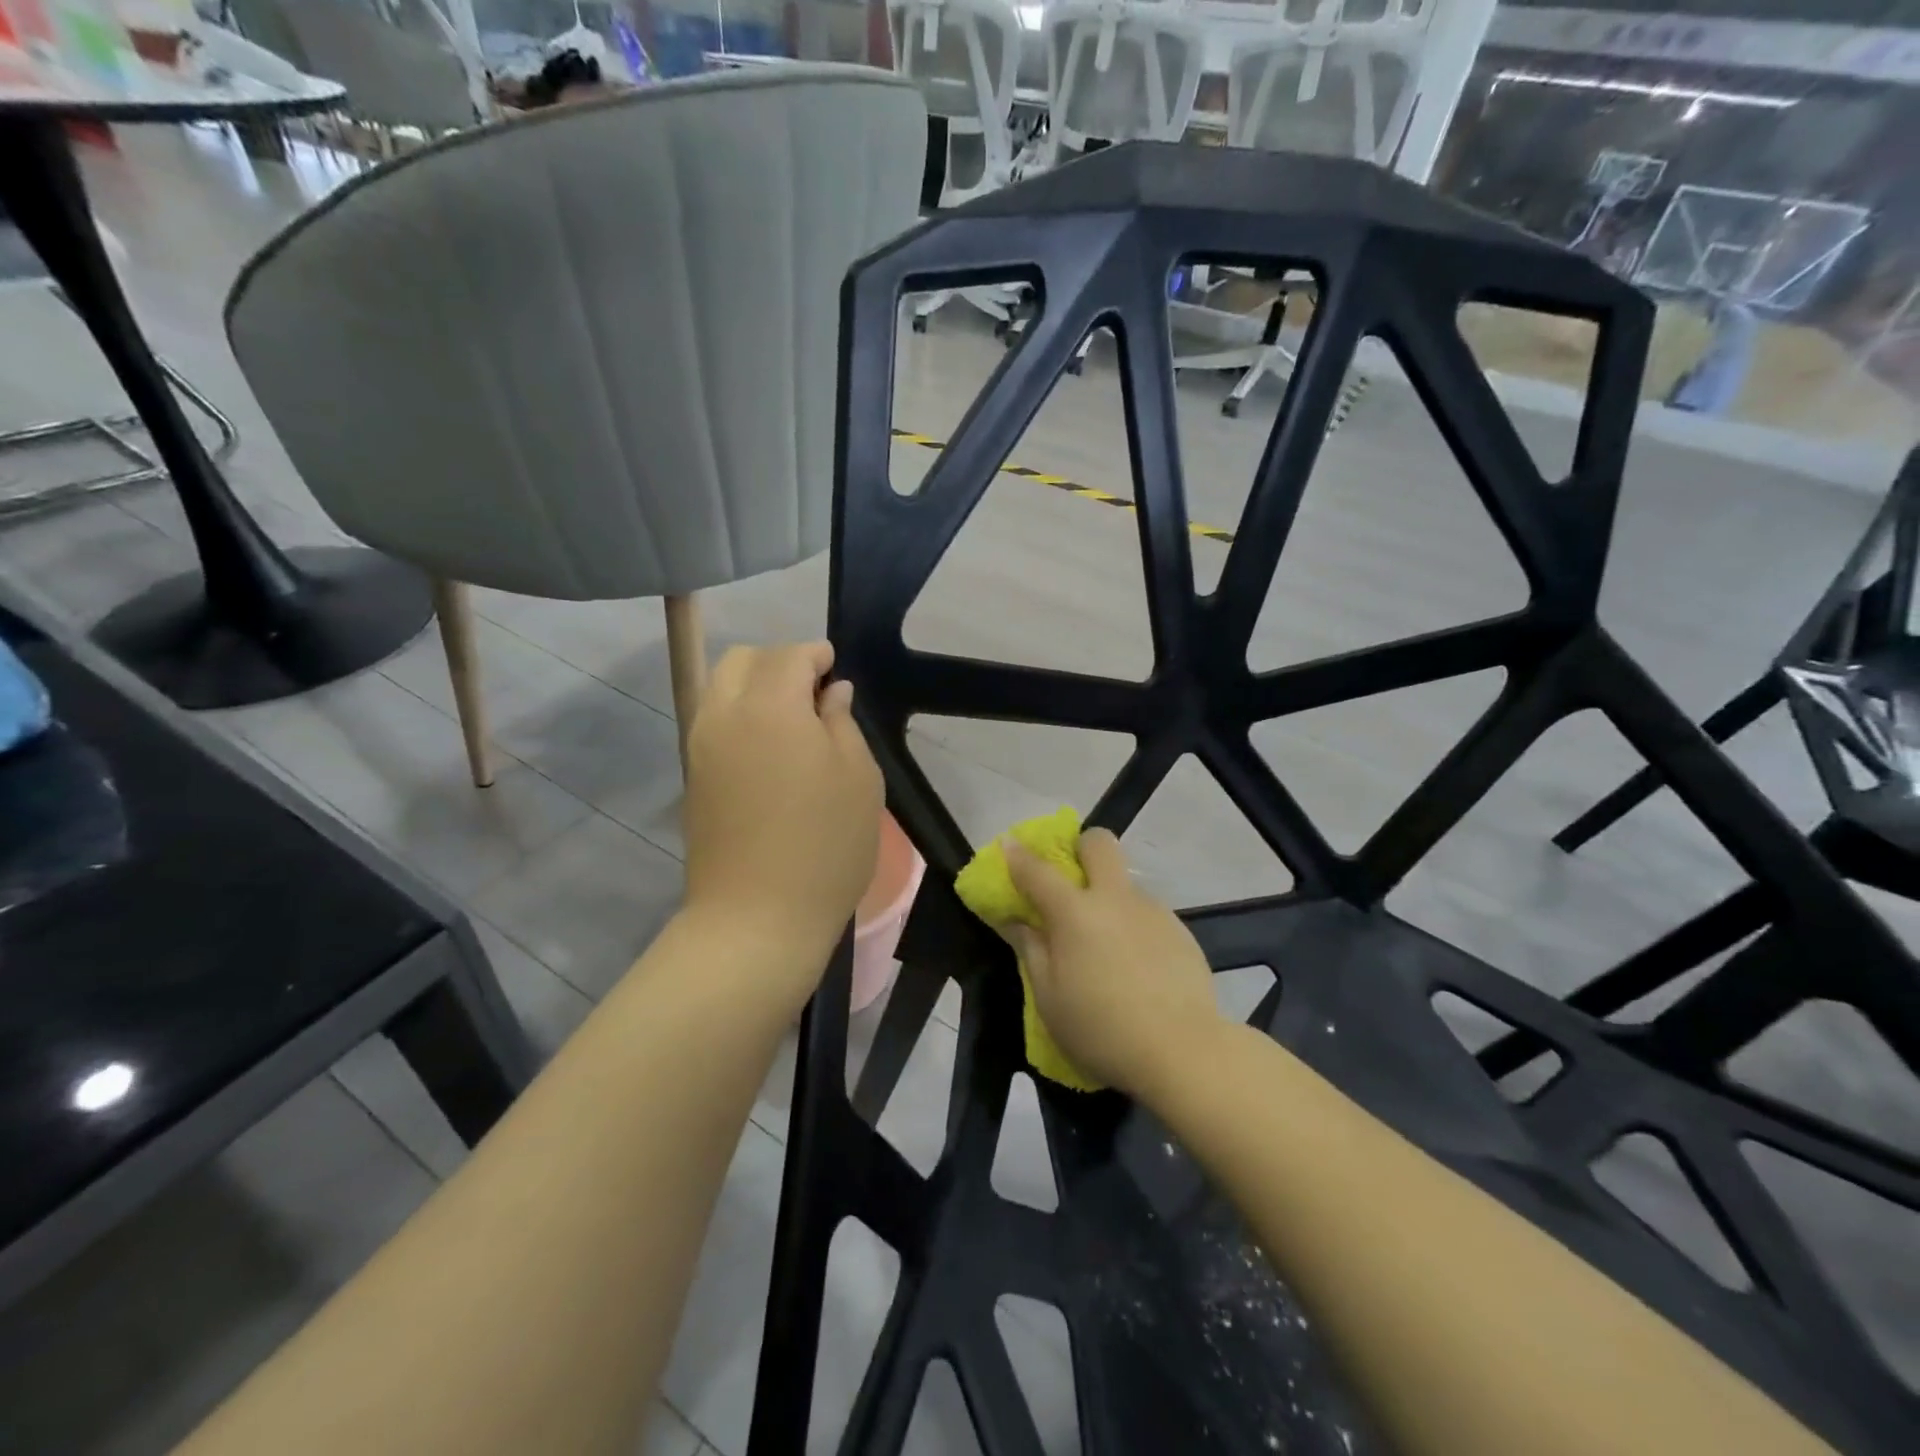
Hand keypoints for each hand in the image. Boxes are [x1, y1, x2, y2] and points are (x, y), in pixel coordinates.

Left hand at [681, 643, 882, 981]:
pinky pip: (713, 722)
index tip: (835, 667)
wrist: (756, 918)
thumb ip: (842, 722)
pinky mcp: (693, 777)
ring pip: (720, 688)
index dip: (816, 654)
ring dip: (755, 688)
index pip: (789, 655)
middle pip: (742, 660)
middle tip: (814, 695)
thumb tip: (831, 693)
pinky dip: (739, 715)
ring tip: (793, 722)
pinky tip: (769, 749)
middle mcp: (724, 714)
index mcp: (770, 706)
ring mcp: (700, 746)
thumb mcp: (858, 778)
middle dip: (779, 664)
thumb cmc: (824, 845)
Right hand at [1003, 829, 1221, 1099]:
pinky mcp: (1181, 931)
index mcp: (1075, 912)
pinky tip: (1137, 967)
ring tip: (1106, 946)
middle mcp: (1115, 898)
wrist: (1183, 1051)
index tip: (1009, 845)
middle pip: (1098, 844)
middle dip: (1080, 848)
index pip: (1038, 870)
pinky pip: (1147, 914)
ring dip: (1109, 897)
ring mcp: (1153, 911)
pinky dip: (1133, 927)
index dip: (1018, 855)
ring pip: (1125, 883)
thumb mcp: (1048, 997)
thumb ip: (1030, 950)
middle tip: (1071, 881)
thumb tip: (1016, 920)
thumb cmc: (1101, 1029)